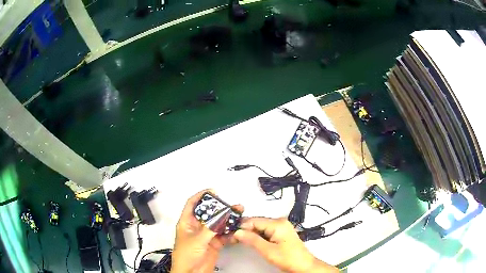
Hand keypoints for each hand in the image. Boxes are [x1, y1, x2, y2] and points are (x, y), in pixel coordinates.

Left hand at [171, 190, 242, 272]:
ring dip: (228, 220)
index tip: (213, 191)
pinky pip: (224, 235)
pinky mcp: (215, 244)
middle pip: (209, 213)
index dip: (201, 196)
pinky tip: (237, 230)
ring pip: (218, 224)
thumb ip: (210, 228)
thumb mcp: (197, 240)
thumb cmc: (185, 256)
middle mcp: (197, 227)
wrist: (191, 272)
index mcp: (187, 223)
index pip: (192, 204)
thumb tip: (221, 215)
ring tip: (238, 215)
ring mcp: (207, 236)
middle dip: (220, 208)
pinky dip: (231, 233)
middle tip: (230, 205)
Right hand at [234, 217, 337, 272]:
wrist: (303, 265)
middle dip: (245, 230)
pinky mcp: (281, 232)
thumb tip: (237, 232)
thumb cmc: (288, 258)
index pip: (254, 220)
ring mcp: (281, 226)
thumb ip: (252, 240)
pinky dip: (258, 236)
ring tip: (241, 241)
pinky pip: (266, 231)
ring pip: (260, 227)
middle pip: (257, 222)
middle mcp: (280, 221)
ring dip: (251, 233)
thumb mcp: (268, 251)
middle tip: (234, 238)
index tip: (231, 233)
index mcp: (277, 223)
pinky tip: (253, 242)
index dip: (241, 226)